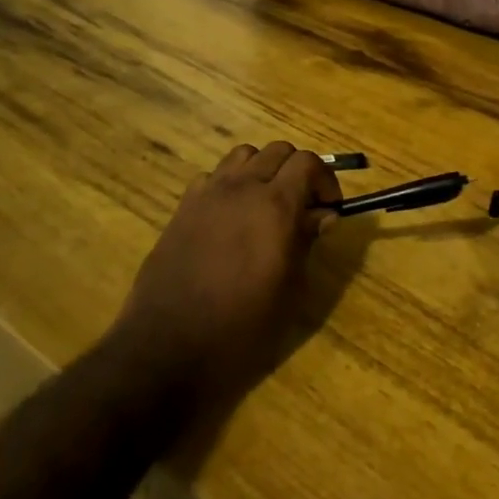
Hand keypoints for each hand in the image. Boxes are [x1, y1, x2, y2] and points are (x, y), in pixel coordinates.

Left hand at [111, 143, 339, 404]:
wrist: (169, 348)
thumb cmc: (242, 327)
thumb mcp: (290, 290)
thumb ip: (307, 242)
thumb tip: (324, 215)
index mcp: (276, 206)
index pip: (308, 162)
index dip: (325, 179)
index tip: (329, 208)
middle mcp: (242, 188)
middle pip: (278, 150)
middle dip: (297, 171)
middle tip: (303, 206)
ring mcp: (208, 194)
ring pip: (244, 155)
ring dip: (262, 170)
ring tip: (266, 204)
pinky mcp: (183, 207)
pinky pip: (213, 176)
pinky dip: (230, 184)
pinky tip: (231, 217)